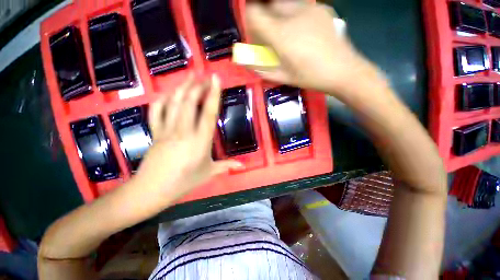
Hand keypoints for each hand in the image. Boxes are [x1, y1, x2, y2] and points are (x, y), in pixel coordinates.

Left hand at [134, 74, 242, 200]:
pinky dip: (163, 98)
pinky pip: (157, 111)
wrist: (153, 190)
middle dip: (198, 85)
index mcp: (200, 142)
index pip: (208, 114)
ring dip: (182, 87)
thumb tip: (243, 165)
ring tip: (190, 76)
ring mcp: (167, 130)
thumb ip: (226, 166)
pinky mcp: (155, 132)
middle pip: (189, 102)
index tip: (215, 79)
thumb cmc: (184, 182)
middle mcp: (184, 132)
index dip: (213, 95)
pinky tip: (170, 92)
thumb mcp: (209, 173)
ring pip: (173, 103)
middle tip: (205, 75)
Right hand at [246, 1, 379, 94]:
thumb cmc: (310, 77)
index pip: (254, 13)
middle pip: (268, 5)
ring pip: (283, 4)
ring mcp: (309, 8)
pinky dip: (293, 15)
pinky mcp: (321, 8)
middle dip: (264, 18)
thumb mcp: (283, 77)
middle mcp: (293, 15)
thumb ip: (261, 68)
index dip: (249, 19)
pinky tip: (301, 31)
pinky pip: (299, 6)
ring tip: (286, 34)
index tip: (252, 31)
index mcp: (282, 35)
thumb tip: (244, 61)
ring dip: (278, 16)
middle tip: (269, 36)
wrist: (343, 70)